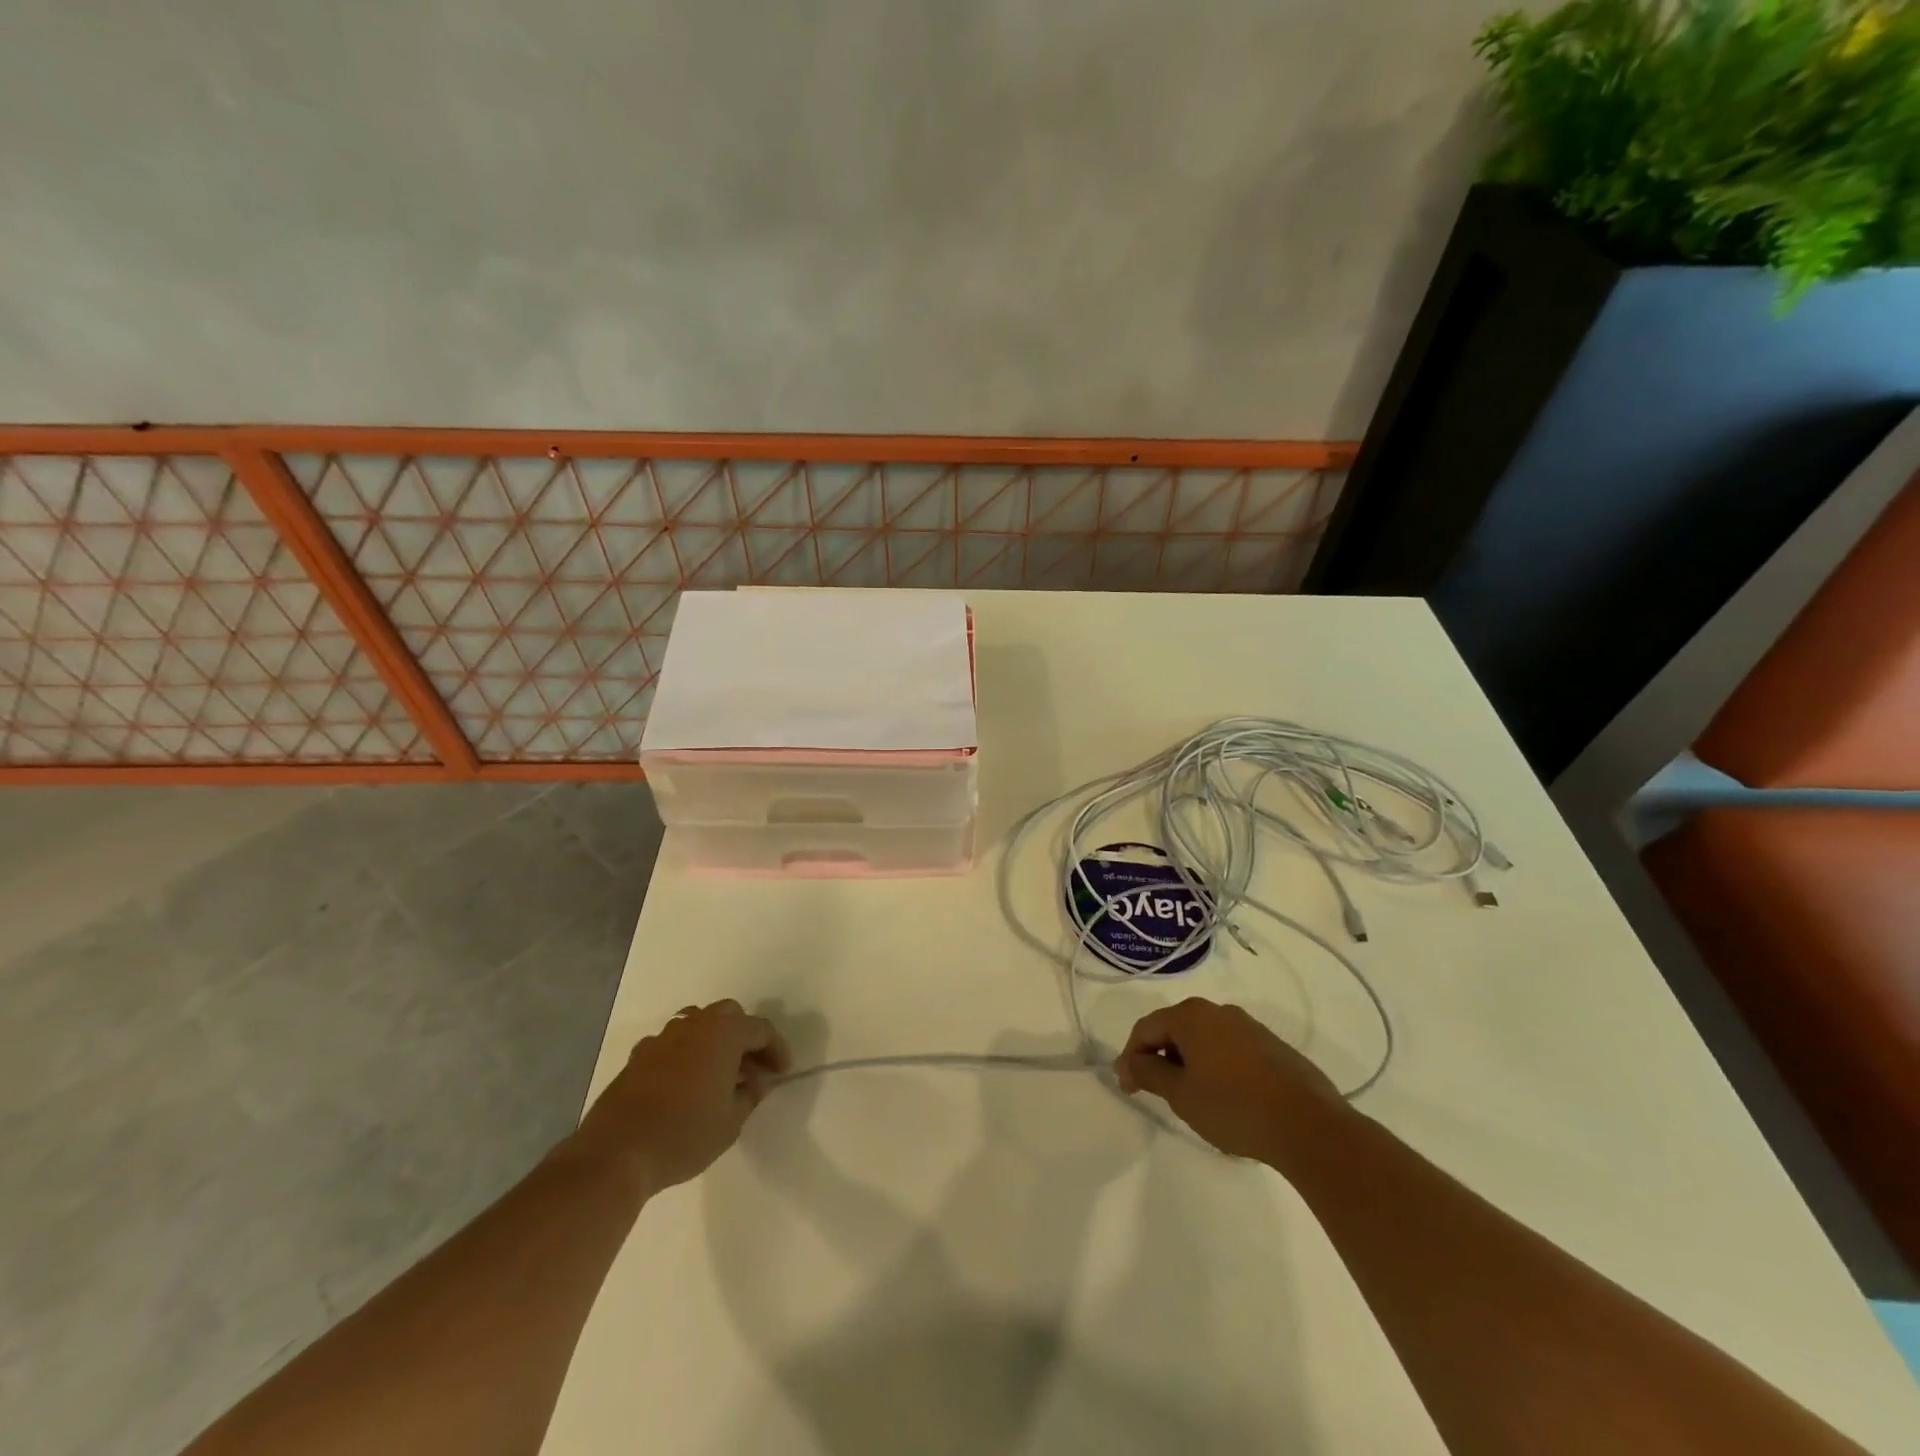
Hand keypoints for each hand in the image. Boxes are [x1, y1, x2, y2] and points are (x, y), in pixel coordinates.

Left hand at [579, 1000, 791, 1194]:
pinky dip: (686, 1054)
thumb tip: (757, 1082)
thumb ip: (750, 1095)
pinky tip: (685, 1085)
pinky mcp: (639, 1055)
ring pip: (698, 1024)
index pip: (761, 1029)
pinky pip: (673, 1043)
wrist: (616, 1153)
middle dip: (744, 1037)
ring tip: (719, 1074)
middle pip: (729, 1016)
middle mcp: (695, 1024)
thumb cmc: (684, 1135)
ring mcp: (663, 1037)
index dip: (776, 1050)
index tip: (781, 1074)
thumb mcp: (731, 1122)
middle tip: (751, 1069)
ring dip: (714, 1041)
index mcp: (724, 1033)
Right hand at [1113, 998, 1345, 1163]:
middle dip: (1160, 1057)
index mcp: (1191, 1016)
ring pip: (1204, 1039)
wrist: (1309, 1125)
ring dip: (1189, 1062)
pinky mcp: (1272, 1045)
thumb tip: (1128, 1063)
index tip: (1128, 1088)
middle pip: (1175, 1028)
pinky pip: (1230, 1049)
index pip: (1146, 1028)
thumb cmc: (1233, 1106)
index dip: (1131, 1057)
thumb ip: (1149, 1073)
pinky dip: (1216, 1066)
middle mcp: (1218, 1011)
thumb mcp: (1181, 1095)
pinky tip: (1225, 1097)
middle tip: (1157, 1092)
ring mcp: (1249, 1026)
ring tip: (1191, 1097)